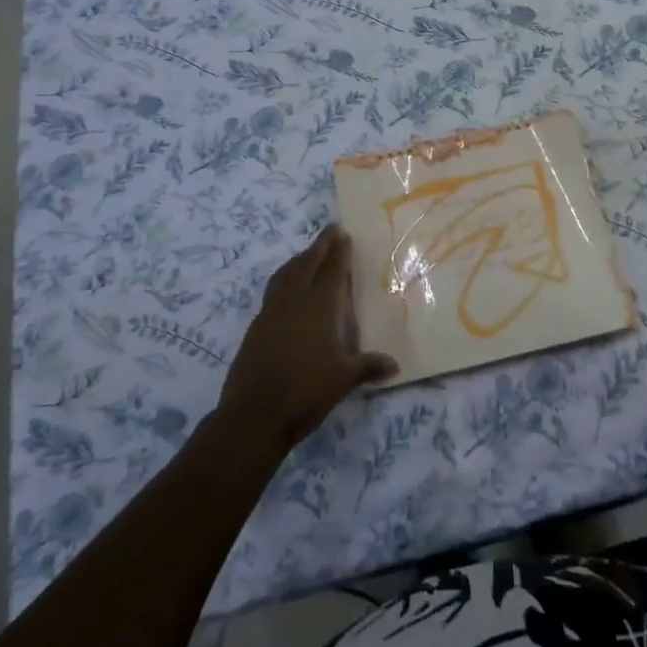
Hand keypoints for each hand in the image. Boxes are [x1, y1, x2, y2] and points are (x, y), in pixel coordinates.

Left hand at [216, 226, 397, 455]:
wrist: (253, 416)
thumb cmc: (305, 392)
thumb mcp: (343, 380)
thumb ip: (368, 366)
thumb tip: (394, 365)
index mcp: (318, 307)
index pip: (331, 271)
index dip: (339, 252)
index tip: (343, 233)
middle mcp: (294, 302)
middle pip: (306, 264)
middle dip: (319, 246)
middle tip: (330, 231)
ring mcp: (270, 313)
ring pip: (285, 275)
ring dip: (299, 260)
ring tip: (308, 254)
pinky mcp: (256, 328)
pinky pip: (273, 292)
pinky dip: (284, 281)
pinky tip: (288, 291)